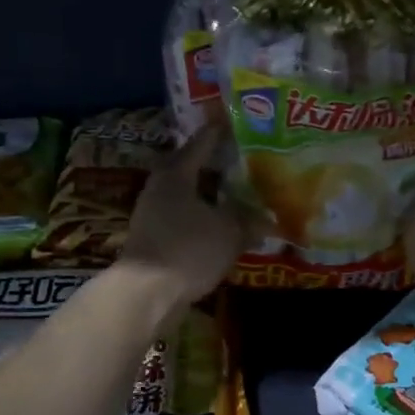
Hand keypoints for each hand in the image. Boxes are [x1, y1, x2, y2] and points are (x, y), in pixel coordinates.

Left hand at [118, 125, 245, 311]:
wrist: (145, 293)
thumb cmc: (188, 250)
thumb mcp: (229, 232)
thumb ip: (249, 220)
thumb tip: (268, 219)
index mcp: (177, 173)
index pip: (203, 142)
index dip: (222, 131)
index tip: (237, 120)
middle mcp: (160, 187)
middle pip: (192, 167)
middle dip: (217, 165)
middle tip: (244, 160)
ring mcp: (152, 213)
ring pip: (188, 194)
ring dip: (211, 194)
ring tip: (238, 194)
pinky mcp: (153, 237)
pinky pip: (184, 217)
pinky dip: (203, 217)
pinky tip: (222, 225)